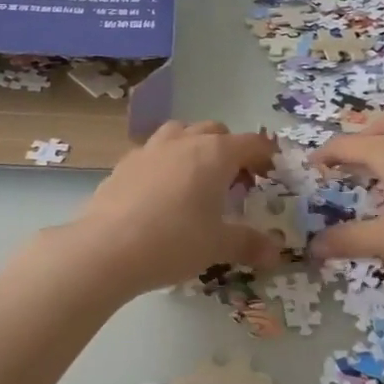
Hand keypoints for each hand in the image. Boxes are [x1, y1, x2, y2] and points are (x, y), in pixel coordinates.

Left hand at [50, 121, 281, 297]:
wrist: (107, 248)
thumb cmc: (174, 241)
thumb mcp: (218, 246)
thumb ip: (248, 243)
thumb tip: (275, 252)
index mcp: (214, 154)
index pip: (250, 142)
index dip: (265, 155)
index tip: (270, 172)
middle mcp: (183, 142)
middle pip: (214, 131)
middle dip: (229, 149)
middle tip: (234, 181)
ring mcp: (149, 149)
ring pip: (179, 133)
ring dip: (193, 147)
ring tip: (196, 178)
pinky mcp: (123, 164)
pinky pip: (152, 152)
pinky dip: (164, 162)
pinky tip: (161, 191)